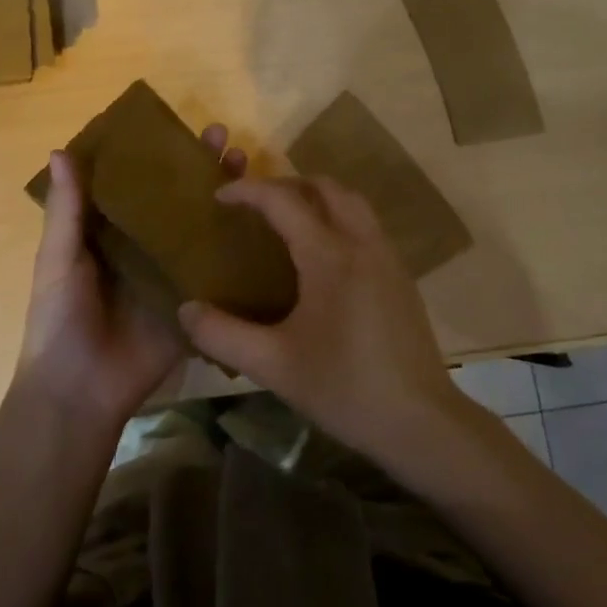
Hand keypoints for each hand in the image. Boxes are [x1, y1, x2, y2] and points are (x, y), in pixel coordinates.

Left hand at [17, 124, 247, 432]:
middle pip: (176, 201)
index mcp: (109, 234)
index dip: (157, 156)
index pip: (137, 185)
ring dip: (223, 199)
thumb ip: (66, 210)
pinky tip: (266, 222)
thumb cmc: (60, 318)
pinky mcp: (193, 302)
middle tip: (223, 138)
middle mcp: (144, 247)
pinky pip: (217, 271)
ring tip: (246, 164)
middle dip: (198, 169)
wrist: (80, 390)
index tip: (179, 127)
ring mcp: (171, 274)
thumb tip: (60, 150)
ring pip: (201, 229)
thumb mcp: (59, 258)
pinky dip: (238, 248)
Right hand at [176, 176, 464, 461]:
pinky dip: (338, 217)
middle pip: (325, 187)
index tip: (219, 196)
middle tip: (255, 205)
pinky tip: (322, 256)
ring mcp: (387, 257)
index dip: (248, 191)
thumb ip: (223, 335)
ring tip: (287, 221)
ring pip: (352, 202)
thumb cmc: (345, 389)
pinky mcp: (401, 276)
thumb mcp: (274, 366)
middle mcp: (362, 243)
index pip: (283, 201)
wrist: (421, 421)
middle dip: (286, 185)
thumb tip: (185, 309)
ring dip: (317, 197)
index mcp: (329, 256)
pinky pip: (366, 225)